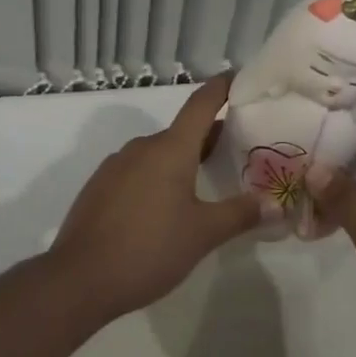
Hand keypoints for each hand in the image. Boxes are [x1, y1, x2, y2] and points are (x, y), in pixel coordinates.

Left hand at [48, 74, 275, 321]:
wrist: (79, 278)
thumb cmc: (148, 249)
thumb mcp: (203, 234)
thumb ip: (240, 214)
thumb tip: (276, 204)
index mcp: (170, 148)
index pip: (201, 103)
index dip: (222, 87)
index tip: (238, 78)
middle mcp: (143, 146)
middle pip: (182, 131)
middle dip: (209, 136)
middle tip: (237, 149)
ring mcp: (117, 165)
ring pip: (159, 153)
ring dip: (183, 160)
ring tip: (204, 182)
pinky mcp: (100, 186)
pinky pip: (138, 170)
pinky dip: (158, 177)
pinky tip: (164, 207)